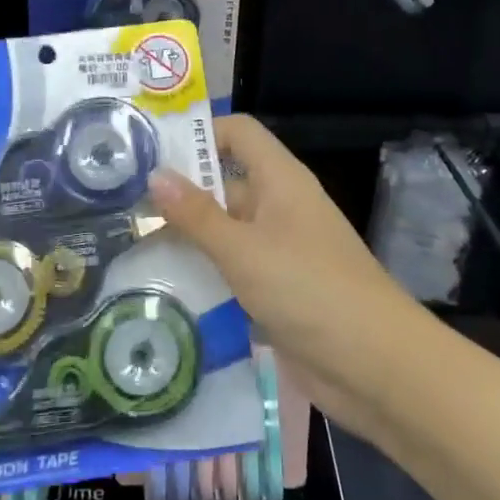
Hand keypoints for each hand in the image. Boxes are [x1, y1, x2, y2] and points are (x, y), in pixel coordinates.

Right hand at [148, 115, 430, 440]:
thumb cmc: (308, 289)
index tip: (153, 153)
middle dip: (181, 192)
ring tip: (130, 246)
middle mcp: (279, 206)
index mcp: (280, 180)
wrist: (375, 367)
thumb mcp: (243, 249)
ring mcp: (279, 250)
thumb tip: (155, 174)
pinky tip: (163, 287)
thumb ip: (197, 214)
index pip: (239, 133)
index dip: (200, 133)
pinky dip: (205, 273)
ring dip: (188, 238)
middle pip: (225, 182)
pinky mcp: (276, 290)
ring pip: (225, 230)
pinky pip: (233, 270)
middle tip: (124, 206)